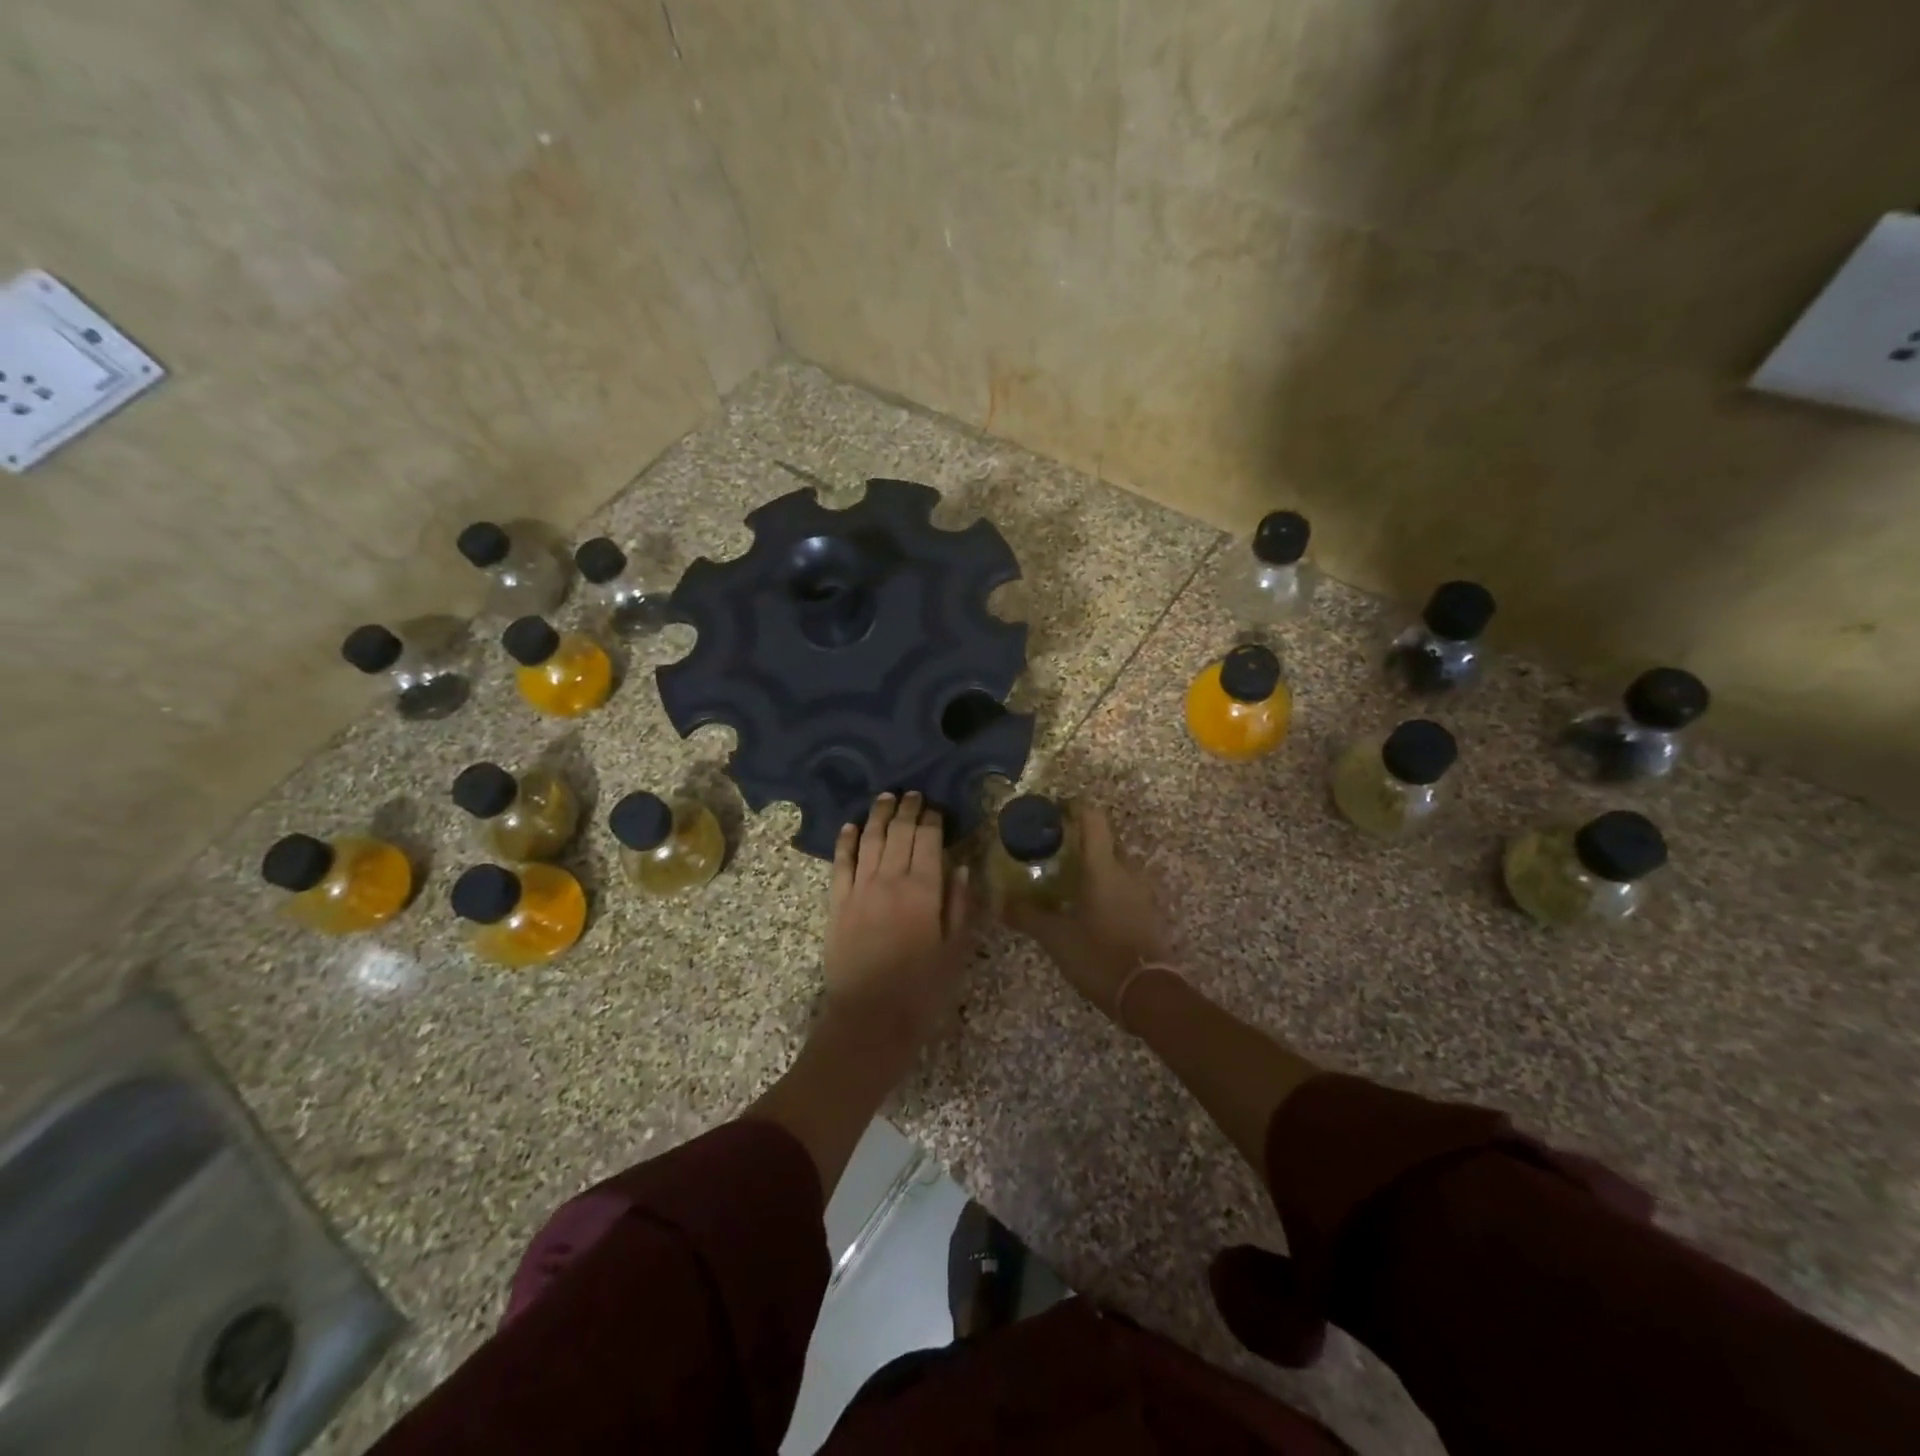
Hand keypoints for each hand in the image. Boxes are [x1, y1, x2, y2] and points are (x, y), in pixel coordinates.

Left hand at [824, 792, 973, 1053]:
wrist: (870, 1020)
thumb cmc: (922, 989)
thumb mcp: (956, 950)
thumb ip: (960, 904)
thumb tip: (961, 865)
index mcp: (924, 889)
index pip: (928, 839)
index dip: (931, 819)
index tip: (935, 806)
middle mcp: (890, 879)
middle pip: (898, 832)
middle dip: (906, 809)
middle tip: (912, 794)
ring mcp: (860, 889)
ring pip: (869, 840)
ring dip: (878, 815)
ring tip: (885, 798)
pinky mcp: (837, 903)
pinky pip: (841, 863)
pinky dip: (846, 841)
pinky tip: (851, 826)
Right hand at [1002, 803, 1167, 1018]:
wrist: (1149, 994)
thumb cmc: (1099, 956)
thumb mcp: (1055, 937)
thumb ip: (1027, 916)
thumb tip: (1001, 903)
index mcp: (1103, 867)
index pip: (1093, 818)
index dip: (1074, 807)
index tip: (1054, 810)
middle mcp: (1127, 870)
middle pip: (1105, 840)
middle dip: (1080, 840)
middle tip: (1053, 851)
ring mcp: (1142, 891)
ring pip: (1117, 865)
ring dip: (1095, 865)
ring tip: (1069, 879)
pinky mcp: (1150, 912)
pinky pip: (1126, 887)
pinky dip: (1108, 887)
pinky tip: (1090, 906)